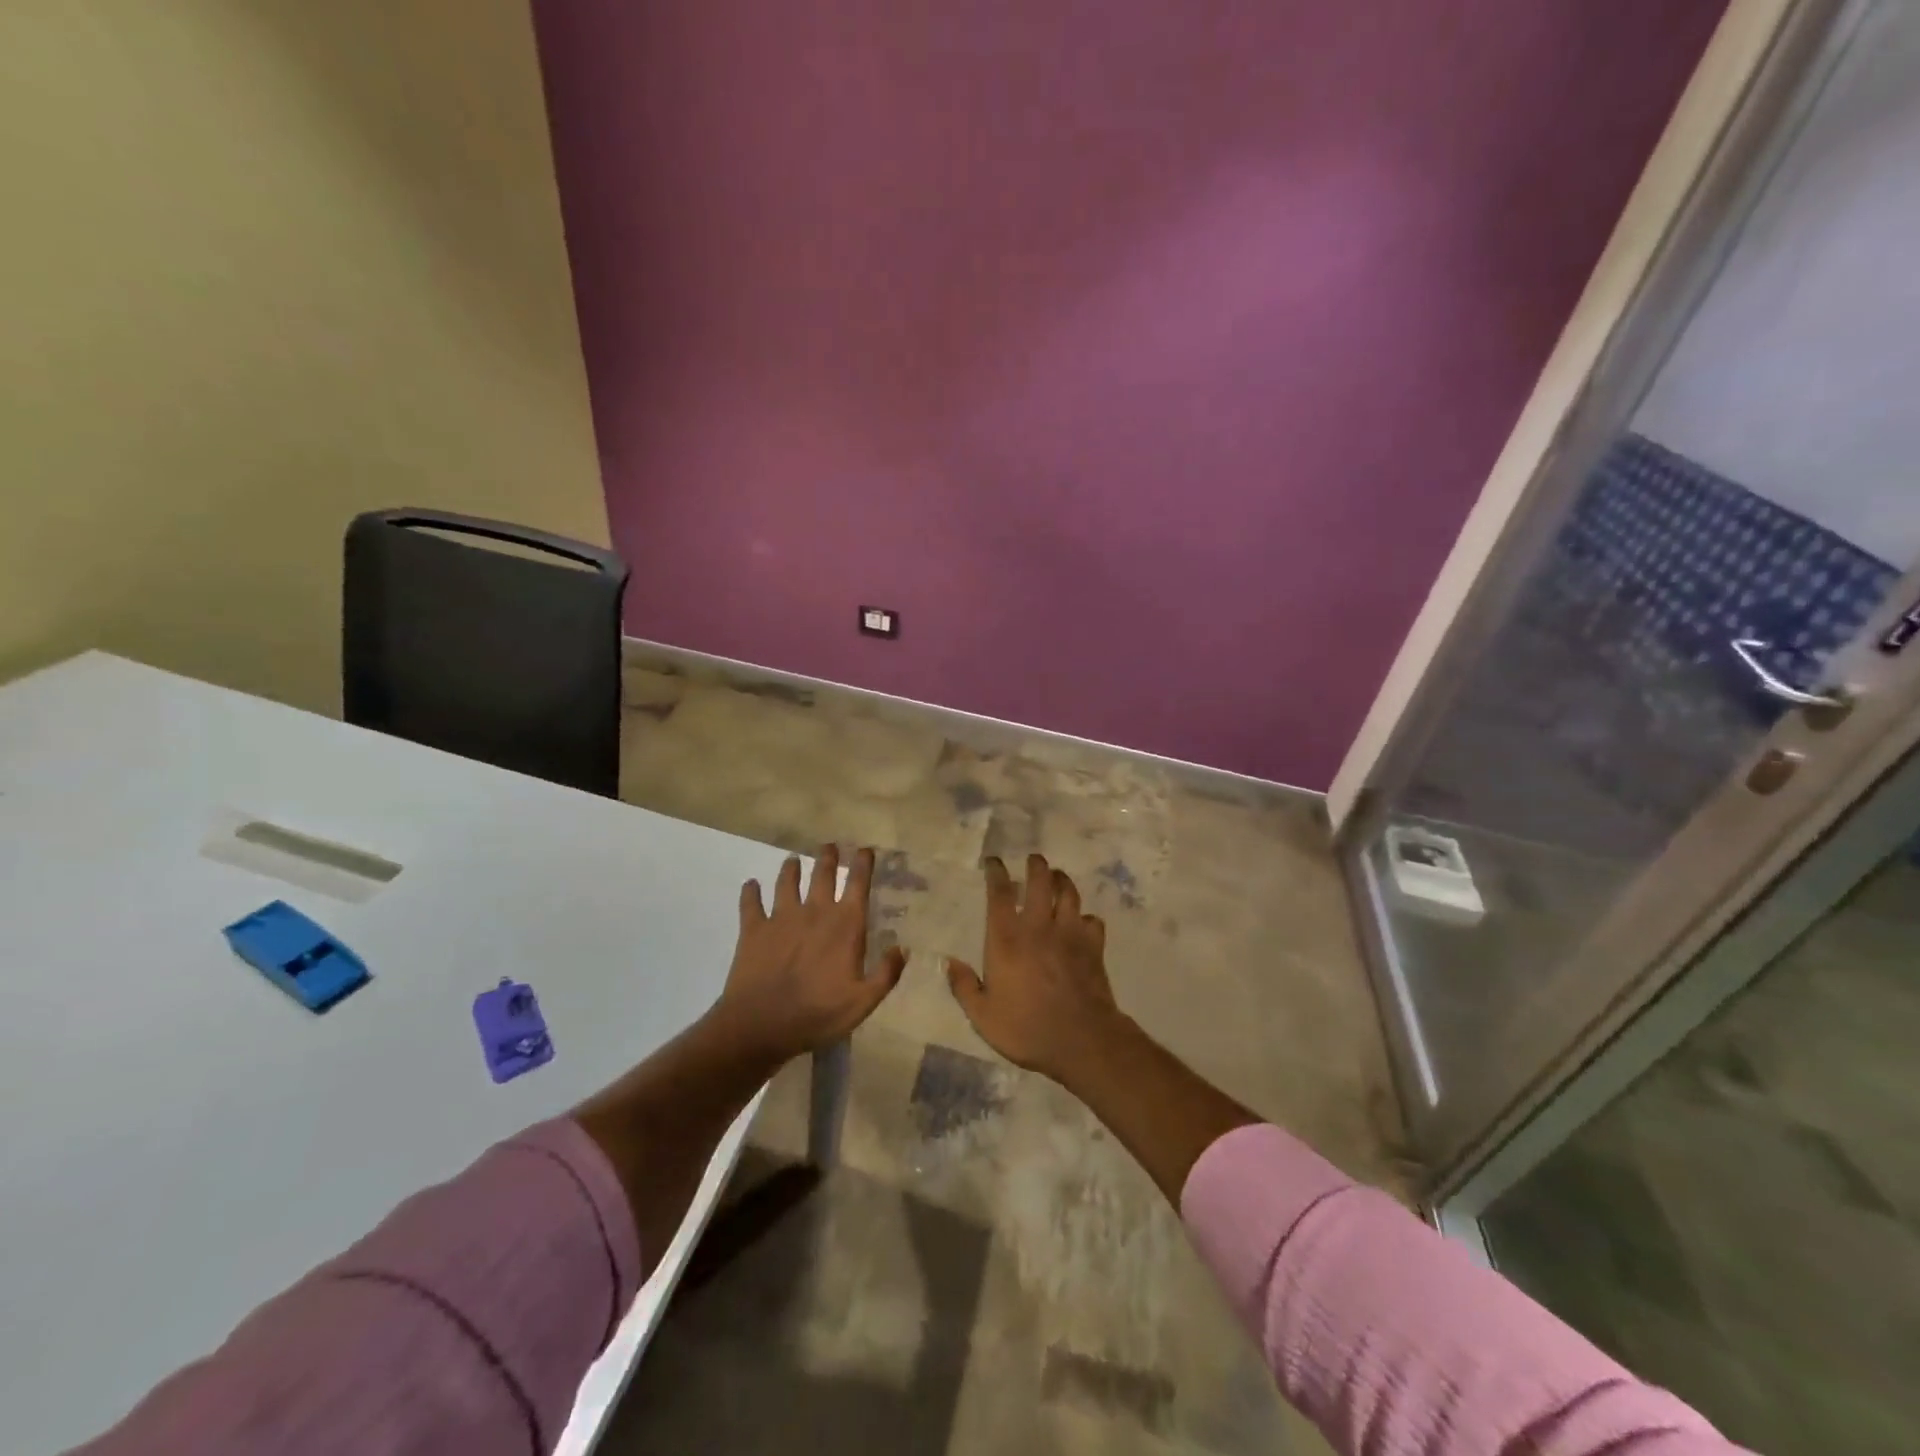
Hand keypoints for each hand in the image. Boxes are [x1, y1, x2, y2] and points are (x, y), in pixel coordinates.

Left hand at [709, 844, 904, 1064]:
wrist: (760, 1024)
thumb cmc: (817, 1014)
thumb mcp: (863, 1002)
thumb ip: (886, 974)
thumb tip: (903, 948)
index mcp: (844, 925)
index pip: (857, 884)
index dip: (863, 864)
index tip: (864, 849)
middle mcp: (814, 911)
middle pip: (822, 874)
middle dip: (828, 857)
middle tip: (829, 846)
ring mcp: (781, 917)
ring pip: (787, 882)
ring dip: (791, 868)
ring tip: (793, 860)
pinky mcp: (753, 929)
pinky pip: (751, 903)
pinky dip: (750, 892)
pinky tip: (750, 885)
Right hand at [945, 854, 1125, 1082]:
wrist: (1081, 1040)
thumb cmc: (1026, 1028)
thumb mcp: (983, 1016)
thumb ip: (964, 987)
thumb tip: (951, 963)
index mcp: (1007, 938)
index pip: (999, 893)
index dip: (996, 872)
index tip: (994, 862)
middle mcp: (1038, 926)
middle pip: (1040, 881)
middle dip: (1036, 865)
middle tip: (1034, 860)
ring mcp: (1069, 933)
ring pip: (1069, 893)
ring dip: (1062, 881)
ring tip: (1058, 878)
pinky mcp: (1093, 946)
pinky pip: (1092, 920)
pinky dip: (1086, 918)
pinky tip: (1082, 923)